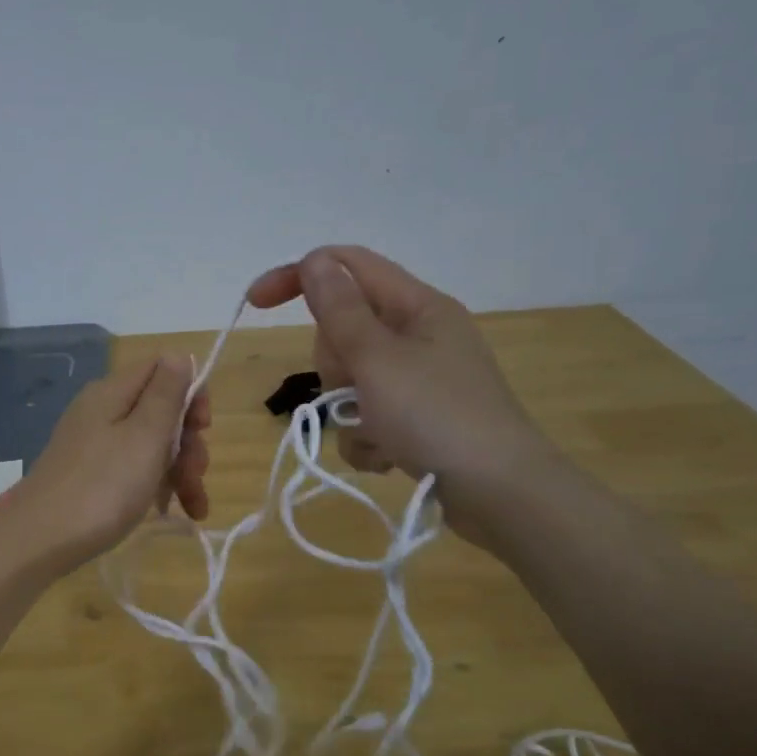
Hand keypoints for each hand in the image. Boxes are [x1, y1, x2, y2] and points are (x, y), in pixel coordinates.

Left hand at [0, 355, 210, 578]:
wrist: (39, 540)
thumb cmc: (102, 487)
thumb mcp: (145, 436)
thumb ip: (166, 393)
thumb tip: (179, 354)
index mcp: (113, 392)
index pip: (164, 369)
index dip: (192, 394)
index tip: (203, 429)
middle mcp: (102, 410)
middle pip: (161, 410)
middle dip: (188, 442)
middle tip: (196, 477)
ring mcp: (94, 443)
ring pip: (151, 443)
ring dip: (179, 470)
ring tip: (195, 509)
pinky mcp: (90, 474)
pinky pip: (132, 467)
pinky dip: (155, 484)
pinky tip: (168, 511)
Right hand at [247, 246, 558, 544]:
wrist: (499, 495)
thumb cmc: (436, 416)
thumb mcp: (377, 359)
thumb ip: (339, 309)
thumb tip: (314, 260)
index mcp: (417, 306)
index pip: (348, 266)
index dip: (299, 276)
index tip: (257, 304)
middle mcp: (419, 336)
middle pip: (345, 330)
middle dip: (335, 364)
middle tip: (354, 388)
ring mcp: (419, 381)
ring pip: (350, 380)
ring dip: (349, 411)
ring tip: (377, 433)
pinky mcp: (418, 420)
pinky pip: (366, 417)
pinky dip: (367, 438)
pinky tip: (387, 457)